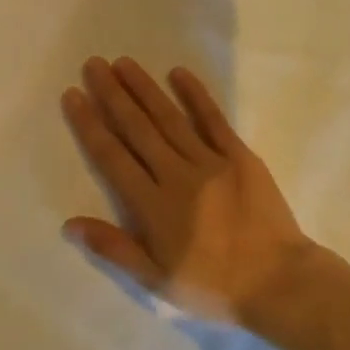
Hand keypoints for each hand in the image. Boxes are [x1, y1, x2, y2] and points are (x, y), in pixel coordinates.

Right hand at [61, 58, 312, 323]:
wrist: (280, 282)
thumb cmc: (214, 286)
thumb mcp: (157, 280)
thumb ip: (114, 248)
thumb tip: (70, 224)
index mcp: (153, 205)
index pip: (112, 157)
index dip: (90, 124)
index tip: (73, 95)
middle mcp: (176, 174)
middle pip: (137, 128)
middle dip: (112, 95)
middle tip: (93, 65)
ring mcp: (211, 161)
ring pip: (169, 118)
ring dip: (145, 88)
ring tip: (124, 63)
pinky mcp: (240, 157)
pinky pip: (214, 120)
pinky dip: (195, 95)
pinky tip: (178, 73)